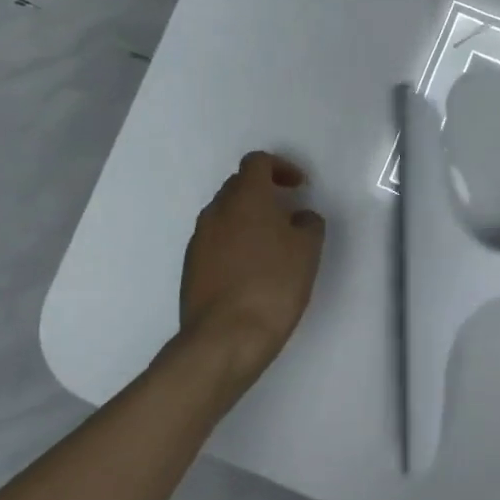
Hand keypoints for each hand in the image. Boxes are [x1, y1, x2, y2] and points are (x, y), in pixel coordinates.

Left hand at [179, 152, 326, 381]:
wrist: (225, 337)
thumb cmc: (273, 284)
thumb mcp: (308, 250)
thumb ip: (308, 223)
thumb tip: (299, 218)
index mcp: (246, 197)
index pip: (257, 162)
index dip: (281, 167)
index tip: (299, 187)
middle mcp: (217, 211)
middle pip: (238, 185)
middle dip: (263, 192)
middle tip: (287, 213)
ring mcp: (199, 239)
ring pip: (225, 214)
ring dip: (248, 219)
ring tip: (271, 244)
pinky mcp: (190, 267)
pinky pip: (215, 241)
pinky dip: (234, 243)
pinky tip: (252, 269)